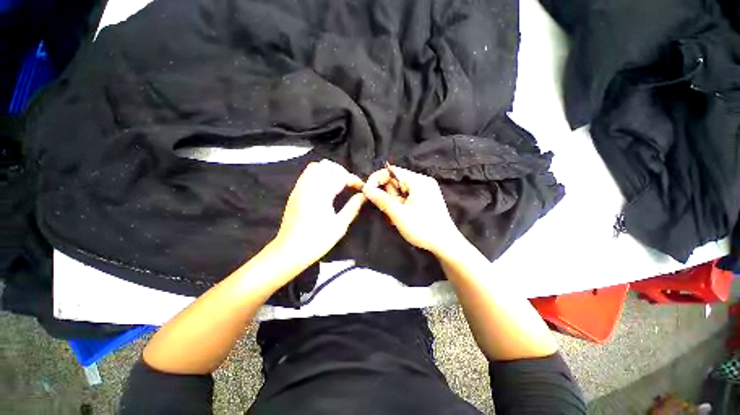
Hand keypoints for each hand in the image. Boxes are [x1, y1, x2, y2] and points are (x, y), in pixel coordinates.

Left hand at [271, 159, 365, 268]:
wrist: (290, 250)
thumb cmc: (317, 240)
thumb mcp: (340, 226)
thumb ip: (353, 207)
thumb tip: (363, 195)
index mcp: (322, 194)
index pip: (340, 176)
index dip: (353, 179)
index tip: (360, 187)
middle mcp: (309, 186)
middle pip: (325, 165)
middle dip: (340, 171)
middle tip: (348, 184)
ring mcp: (299, 188)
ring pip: (314, 167)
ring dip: (328, 171)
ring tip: (336, 184)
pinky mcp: (294, 193)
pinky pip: (306, 175)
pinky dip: (317, 176)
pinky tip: (324, 189)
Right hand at [362, 165, 463, 255]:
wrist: (445, 244)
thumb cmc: (423, 229)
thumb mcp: (399, 214)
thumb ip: (381, 200)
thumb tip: (365, 188)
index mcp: (418, 181)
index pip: (392, 171)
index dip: (377, 179)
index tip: (368, 192)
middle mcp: (422, 181)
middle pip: (395, 180)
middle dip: (387, 195)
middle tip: (388, 211)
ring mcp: (424, 190)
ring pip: (399, 190)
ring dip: (393, 202)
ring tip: (395, 217)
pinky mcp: (425, 198)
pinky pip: (406, 196)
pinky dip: (399, 205)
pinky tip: (401, 216)